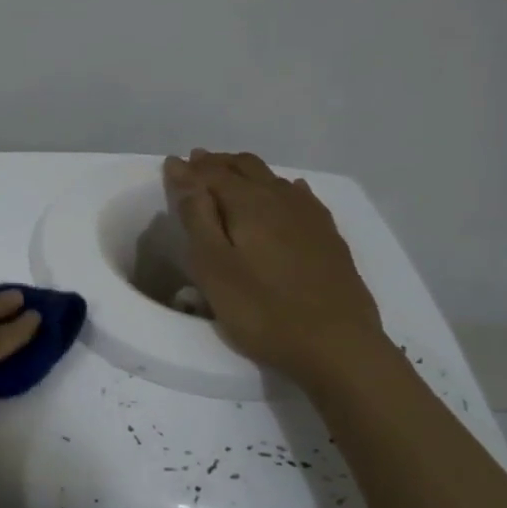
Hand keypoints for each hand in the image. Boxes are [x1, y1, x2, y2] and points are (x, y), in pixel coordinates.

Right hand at [163, 149, 382, 376]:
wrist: (336, 344)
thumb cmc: (262, 310)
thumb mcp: (214, 267)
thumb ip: (197, 217)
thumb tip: (183, 170)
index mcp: (249, 203)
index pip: (212, 174)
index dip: (188, 170)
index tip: (170, 166)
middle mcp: (281, 198)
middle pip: (245, 168)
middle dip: (218, 164)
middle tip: (196, 164)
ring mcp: (310, 216)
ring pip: (273, 179)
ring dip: (246, 173)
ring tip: (229, 175)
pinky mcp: (328, 236)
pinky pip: (300, 196)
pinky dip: (281, 188)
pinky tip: (286, 192)